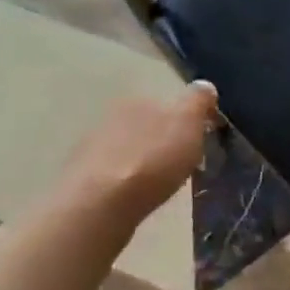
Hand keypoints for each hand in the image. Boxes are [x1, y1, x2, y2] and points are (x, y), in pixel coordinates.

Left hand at [67, 81, 217, 220]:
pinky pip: (115, 174)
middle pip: (147, 126)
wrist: (101, 203)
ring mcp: (92, 148)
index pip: (168, 103)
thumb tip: (204, 86)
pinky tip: (138, 196)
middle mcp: (111, 117)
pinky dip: (128, 181)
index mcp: (138, 100)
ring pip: (130, 149)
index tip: (201, 141)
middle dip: (165, 141)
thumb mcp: (188, 122)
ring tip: (162, 184)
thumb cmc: (153, 159)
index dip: (187, 121)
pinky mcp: (84, 178)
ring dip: (145, 161)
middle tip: (184, 164)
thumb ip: (198, 101)